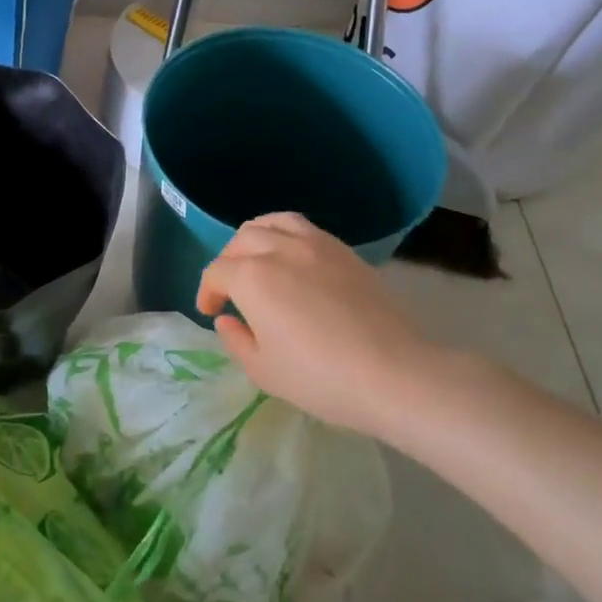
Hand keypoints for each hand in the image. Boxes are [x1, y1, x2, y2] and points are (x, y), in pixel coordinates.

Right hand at [196, 213, 448, 440]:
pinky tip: (292, 260)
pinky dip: (286, 235)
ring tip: (257, 260)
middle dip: (227, 263)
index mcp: (251, 278)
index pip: (216, 273)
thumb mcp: (263, 371)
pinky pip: (304, 228)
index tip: (211, 313)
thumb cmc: (320, 378)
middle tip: (231, 290)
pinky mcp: (345, 251)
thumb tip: (227, 319)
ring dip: (254, 238)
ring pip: (272, 223)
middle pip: (241, 241)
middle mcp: (279, 250)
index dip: (207, 292)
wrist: (394, 374)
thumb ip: (236, 340)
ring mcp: (315, 245)